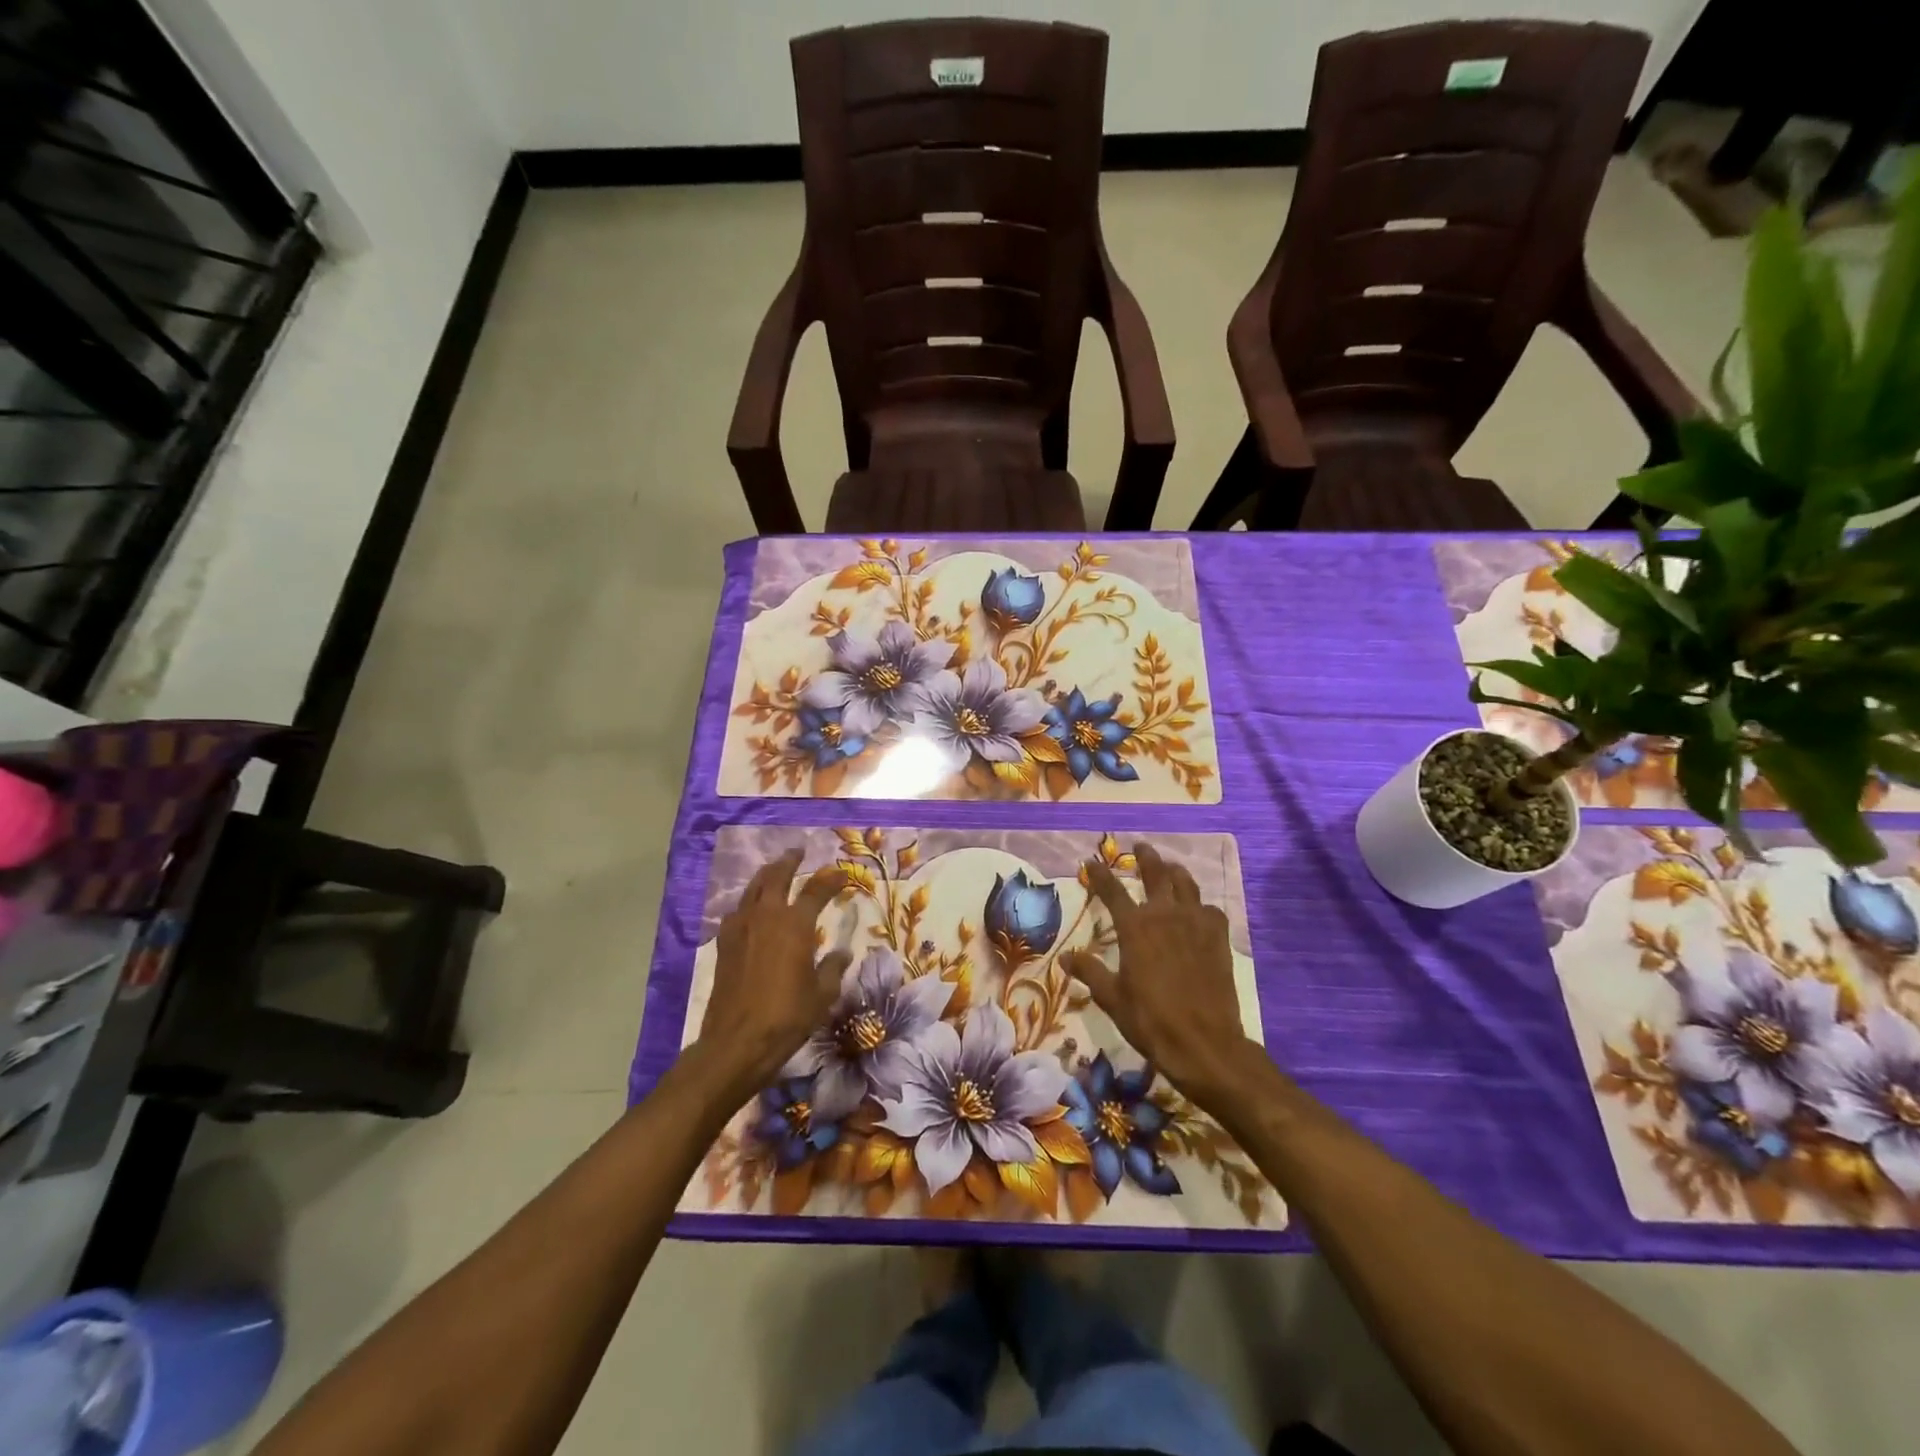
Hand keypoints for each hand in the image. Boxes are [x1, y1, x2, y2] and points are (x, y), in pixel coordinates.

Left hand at [697, 850, 848, 1092]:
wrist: (737, 1041)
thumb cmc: (788, 1016)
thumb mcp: (822, 994)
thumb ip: (833, 967)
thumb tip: (842, 952)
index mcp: (795, 924)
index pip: (817, 889)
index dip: (832, 879)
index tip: (843, 874)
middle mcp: (767, 916)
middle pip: (777, 876)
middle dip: (789, 861)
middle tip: (798, 852)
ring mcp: (741, 927)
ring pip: (753, 889)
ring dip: (766, 876)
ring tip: (775, 871)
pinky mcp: (724, 943)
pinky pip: (738, 910)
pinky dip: (749, 902)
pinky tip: (752, 909)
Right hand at [1064, 842, 1260, 1111]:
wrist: (1204, 1042)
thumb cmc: (1150, 1020)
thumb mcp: (1111, 998)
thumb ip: (1089, 972)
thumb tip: (1064, 957)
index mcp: (1135, 928)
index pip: (1112, 891)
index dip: (1100, 875)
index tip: (1091, 862)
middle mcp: (1164, 916)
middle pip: (1156, 874)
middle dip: (1146, 858)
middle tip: (1140, 847)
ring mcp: (1195, 924)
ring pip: (1186, 884)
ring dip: (1176, 872)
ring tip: (1171, 867)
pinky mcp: (1218, 938)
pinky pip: (1210, 910)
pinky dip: (1201, 905)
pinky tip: (1199, 910)